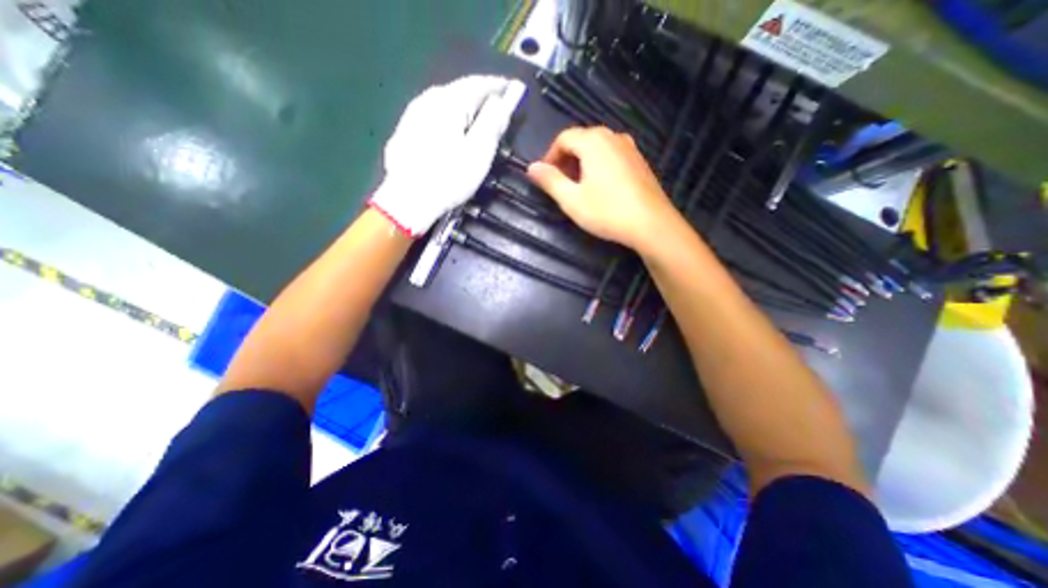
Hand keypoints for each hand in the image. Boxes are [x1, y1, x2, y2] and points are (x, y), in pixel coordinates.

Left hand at [373, 73, 529, 234]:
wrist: (408, 200)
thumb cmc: (449, 178)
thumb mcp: (479, 153)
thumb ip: (492, 123)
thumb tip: (500, 102)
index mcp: (448, 102)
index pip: (477, 84)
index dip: (497, 86)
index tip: (512, 90)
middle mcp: (427, 100)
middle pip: (459, 91)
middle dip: (480, 97)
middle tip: (496, 108)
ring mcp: (412, 115)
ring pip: (444, 103)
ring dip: (463, 107)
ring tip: (476, 119)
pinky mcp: (404, 131)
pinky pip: (432, 116)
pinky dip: (447, 119)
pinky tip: (451, 132)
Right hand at [525, 126, 679, 249]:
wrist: (651, 224)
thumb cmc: (607, 211)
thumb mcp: (571, 199)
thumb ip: (550, 181)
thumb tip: (531, 167)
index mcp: (593, 142)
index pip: (563, 138)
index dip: (550, 156)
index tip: (545, 176)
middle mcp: (613, 137)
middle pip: (581, 140)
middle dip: (566, 159)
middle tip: (560, 182)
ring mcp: (630, 148)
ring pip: (598, 148)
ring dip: (583, 162)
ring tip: (579, 185)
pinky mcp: (640, 162)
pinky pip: (613, 155)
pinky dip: (600, 165)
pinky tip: (601, 187)